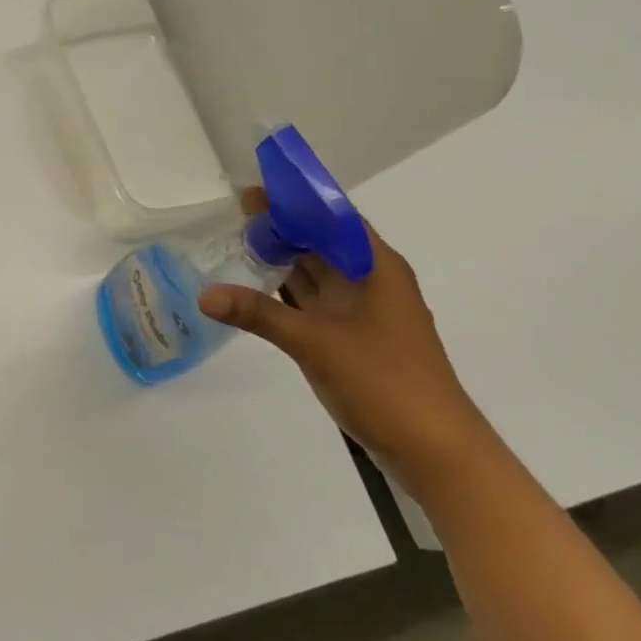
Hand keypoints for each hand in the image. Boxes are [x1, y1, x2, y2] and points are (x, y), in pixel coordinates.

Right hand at [198, 189, 494, 492]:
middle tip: (235, 212)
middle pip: (324, 240)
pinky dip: (288, 290)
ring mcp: (364, 312)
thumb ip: (258, 314)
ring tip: (238, 240)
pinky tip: (257, 287)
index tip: (254, 189)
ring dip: (285, 257)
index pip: (333, 216)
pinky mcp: (355, 338)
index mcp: (376, 268)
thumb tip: (204, 295)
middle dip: (284, 225)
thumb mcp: (315, 343)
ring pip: (319, 271)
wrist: (437, 451)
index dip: (295, 200)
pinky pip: (316, 300)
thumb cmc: (384, 382)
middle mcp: (373, 281)